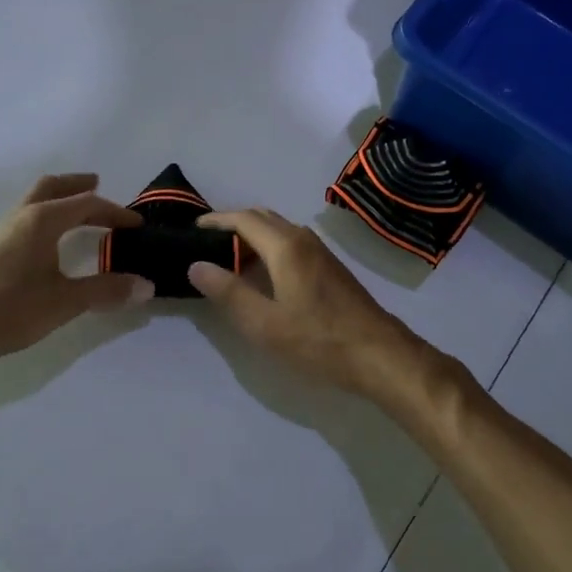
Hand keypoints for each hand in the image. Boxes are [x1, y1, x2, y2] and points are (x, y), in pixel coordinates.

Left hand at [0, 175, 153, 379]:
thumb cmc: (7, 307)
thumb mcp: (63, 302)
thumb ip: (105, 291)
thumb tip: (146, 285)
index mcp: (43, 220)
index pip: (86, 204)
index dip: (114, 212)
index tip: (136, 225)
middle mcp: (21, 217)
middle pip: (52, 187)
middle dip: (77, 185)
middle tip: (97, 185)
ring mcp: (0, 232)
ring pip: (33, 201)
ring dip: (58, 200)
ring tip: (74, 212)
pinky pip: (23, 219)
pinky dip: (43, 217)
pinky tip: (44, 243)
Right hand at [188, 208, 454, 406]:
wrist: (379, 354)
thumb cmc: (318, 340)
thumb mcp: (265, 323)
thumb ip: (229, 292)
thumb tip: (196, 265)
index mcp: (285, 246)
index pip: (243, 219)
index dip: (216, 220)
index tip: (192, 228)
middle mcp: (303, 239)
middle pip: (262, 217)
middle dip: (232, 223)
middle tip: (206, 242)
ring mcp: (320, 251)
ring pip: (278, 229)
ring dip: (252, 234)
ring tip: (228, 257)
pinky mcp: (329, 266)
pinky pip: (290, 241)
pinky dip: (268, 245)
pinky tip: (261, 272)